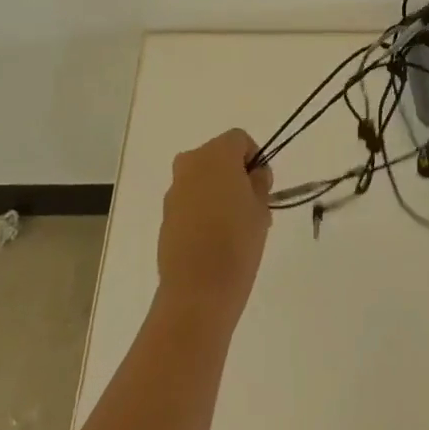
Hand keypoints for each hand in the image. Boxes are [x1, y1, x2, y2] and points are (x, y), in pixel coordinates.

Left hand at [156, 129, 273, 328]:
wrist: (197, 290)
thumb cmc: (237, 242)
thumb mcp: (261, 208)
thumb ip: (259, 182)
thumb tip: (253, 174)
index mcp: (216, 154)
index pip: (239, 139)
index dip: (255, 158)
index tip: (263, 186)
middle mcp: (190, 163)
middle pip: (218, 156)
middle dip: (235, 174)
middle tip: (251, 207)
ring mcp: (174, 189)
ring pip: (202, 179)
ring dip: (217, 192)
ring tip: (234, 228)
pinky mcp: (165, 214)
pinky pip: (190, 200)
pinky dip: (202, 210)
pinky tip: (214, 240)